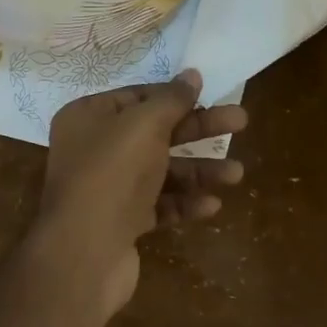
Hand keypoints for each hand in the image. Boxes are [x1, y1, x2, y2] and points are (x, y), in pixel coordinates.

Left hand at [28, 70, 247, 323]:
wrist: (85, 252)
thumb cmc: (112, 174)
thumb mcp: (144, 125)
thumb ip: (171, 99)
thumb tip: (192, 74)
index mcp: (88, 118)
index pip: (137, 97)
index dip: (174, 96)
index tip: (210, 94)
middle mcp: (94, 150)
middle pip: (156, 132)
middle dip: (198, 130)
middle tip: (241, 122)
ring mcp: (108, 189)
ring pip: (161, 171)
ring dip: (199, 171)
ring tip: (237, 175)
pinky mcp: (122, 222)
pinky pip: (158, 205)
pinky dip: (184, 203)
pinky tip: (212, 206)